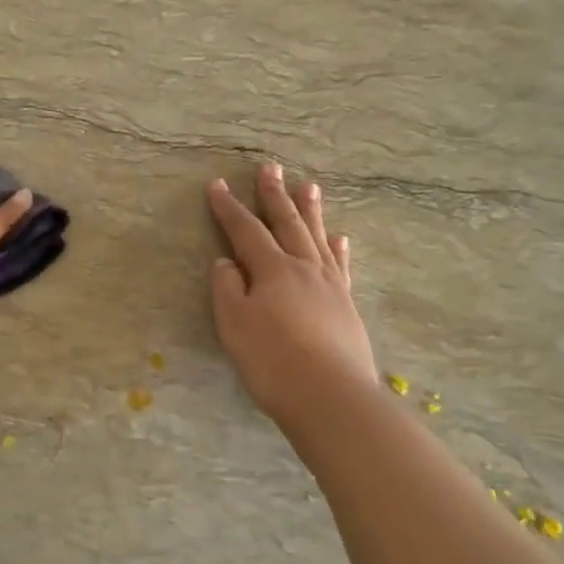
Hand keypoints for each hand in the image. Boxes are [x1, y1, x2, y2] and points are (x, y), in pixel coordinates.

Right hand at [208, 162, 377, 432]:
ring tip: (309, 186)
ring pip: (317, 238)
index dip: (229, 208)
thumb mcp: (234, 325)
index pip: (245, 231)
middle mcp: (303, 268)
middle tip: (271, 168)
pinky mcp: (346, 306)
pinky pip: (341, 267)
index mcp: (272, 270)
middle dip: (274, 196)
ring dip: (310, 211)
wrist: (330, 396)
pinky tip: (339, 238)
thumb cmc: (272, 361)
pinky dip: (337, 249)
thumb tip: (226, 262)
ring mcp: (330, 285)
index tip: (218, 185)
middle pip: (287, 223)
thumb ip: (227, 289)